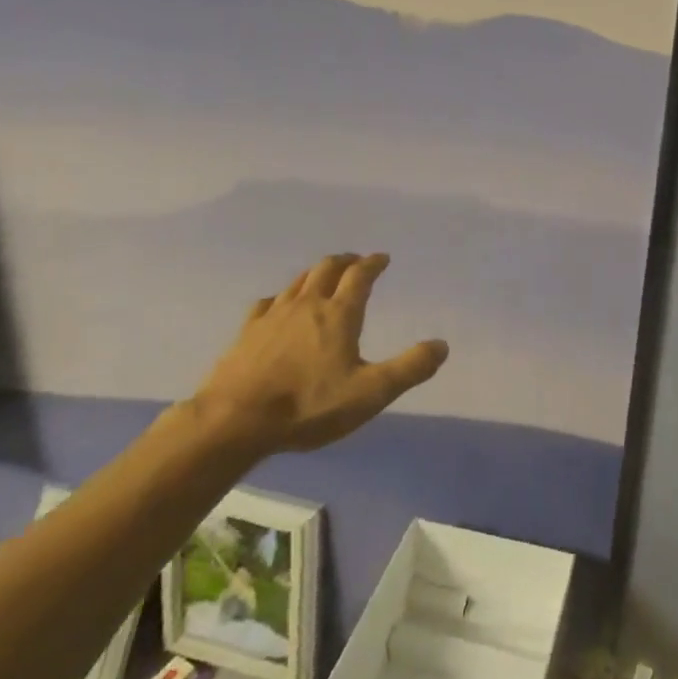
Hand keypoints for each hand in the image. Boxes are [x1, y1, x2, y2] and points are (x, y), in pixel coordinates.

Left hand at [191, 253, 447, 455]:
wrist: (236, 421)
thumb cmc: (309, 406)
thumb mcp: (371, 393)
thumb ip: (410, 368)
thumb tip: (442, 345)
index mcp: (339, 314)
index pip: (360, 276)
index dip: (373, 263)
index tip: (382, 258)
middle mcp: (306, 305)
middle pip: (327, 269)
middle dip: (345, 261)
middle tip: (356, 261)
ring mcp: (273, 316)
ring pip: (298, 282)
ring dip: (316, 273)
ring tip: (324, 276)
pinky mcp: (247, 332)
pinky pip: (268, 302)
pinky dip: (283, 297)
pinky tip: (279, 305)